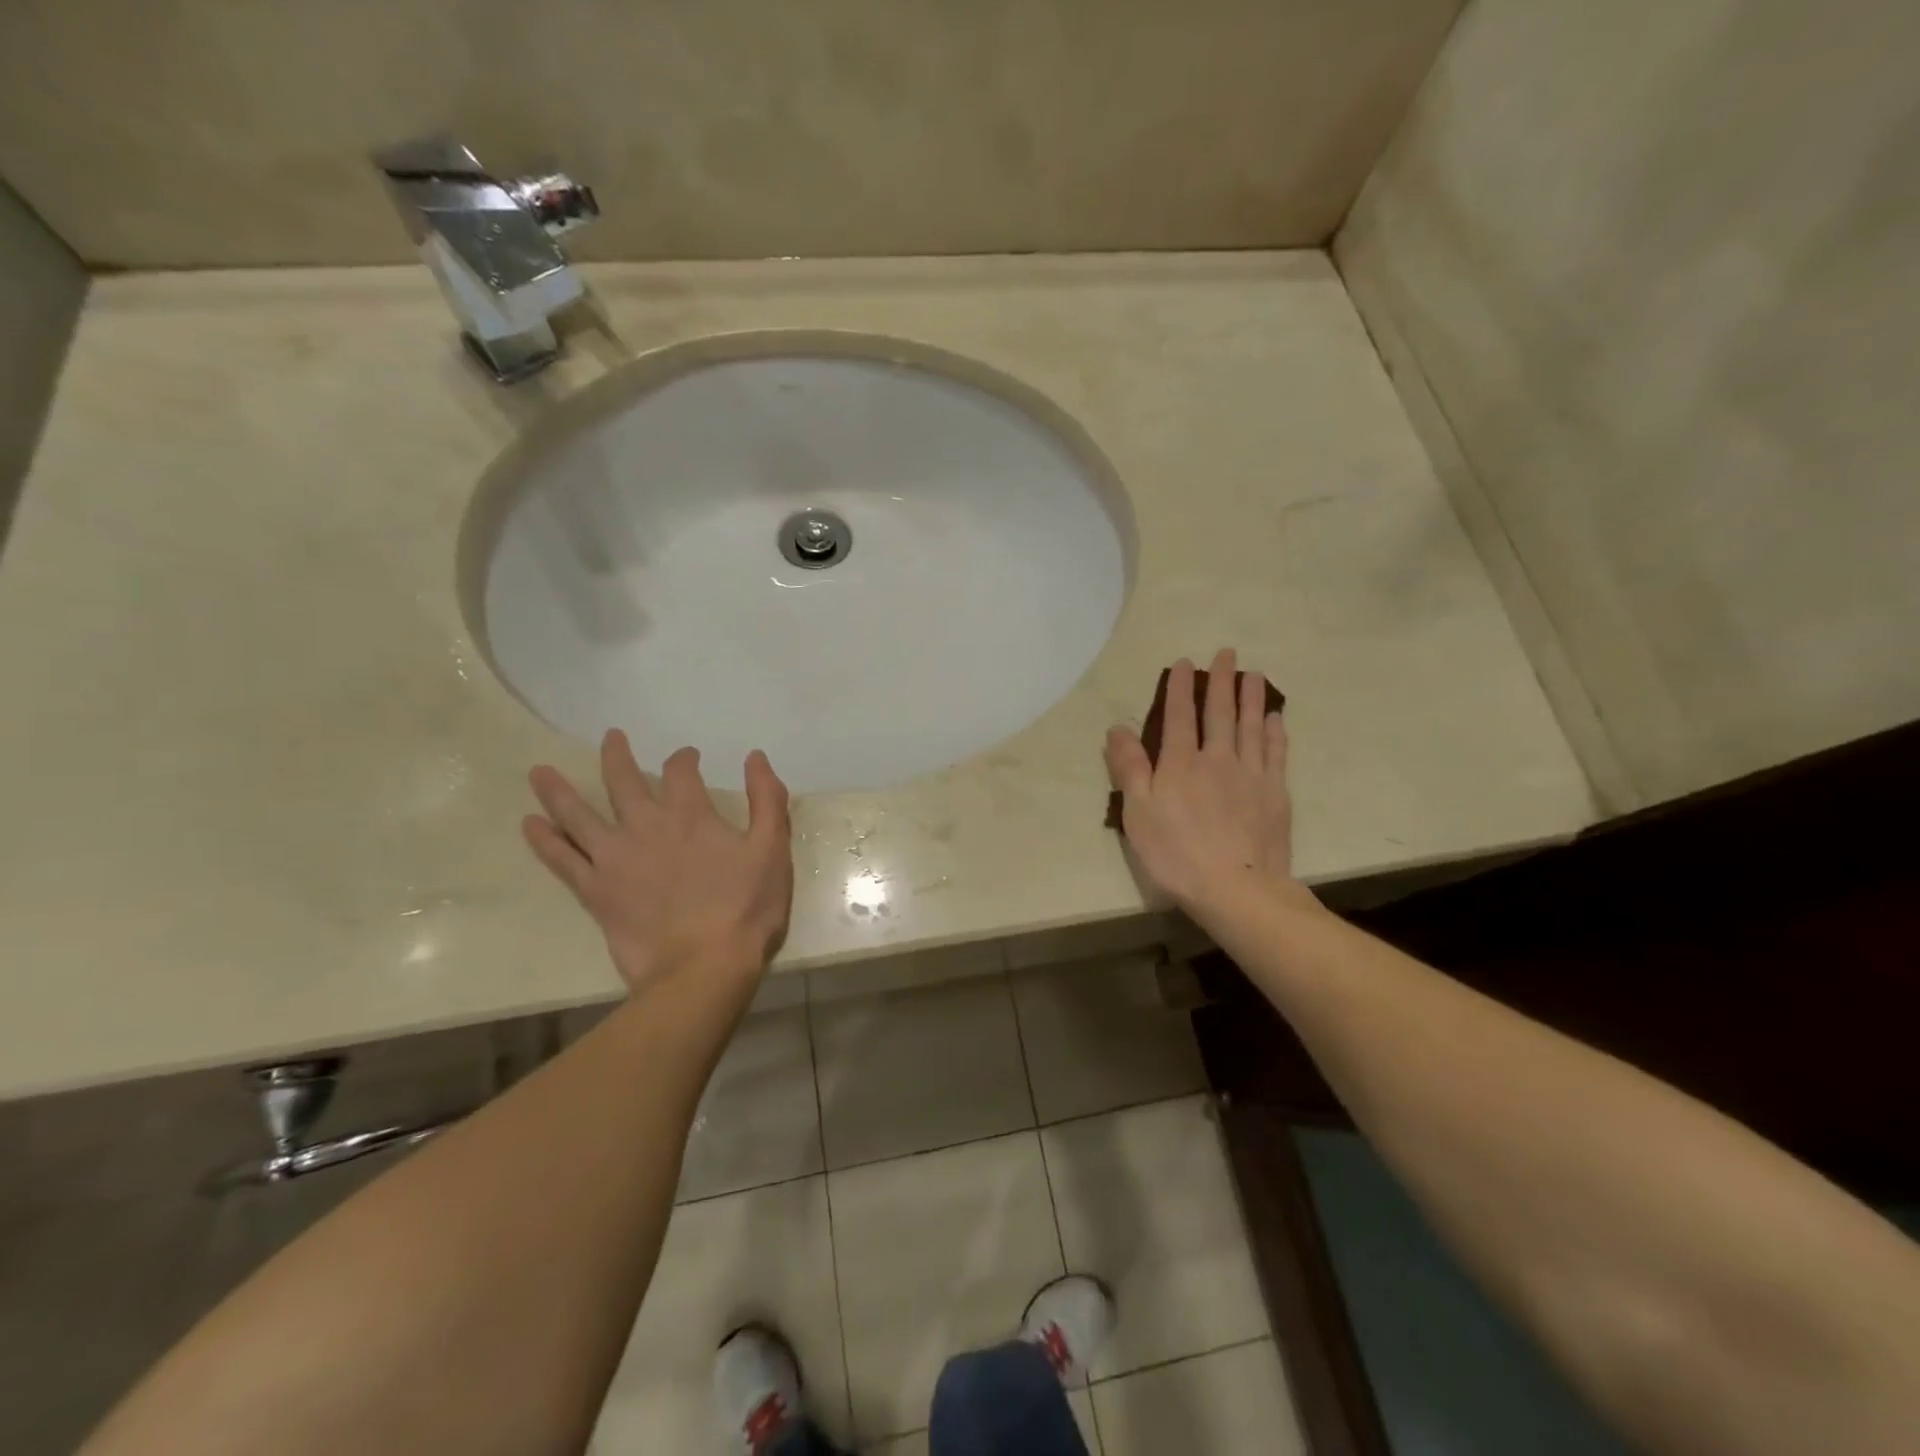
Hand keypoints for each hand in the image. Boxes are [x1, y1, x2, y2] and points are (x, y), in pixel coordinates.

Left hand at [522, 731, 793, 1000]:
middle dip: (616, 756)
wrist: (703, 967)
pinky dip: (544, 841)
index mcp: (690, 815)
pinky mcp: (595, 892)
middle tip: (611, 737)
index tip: (688, 757)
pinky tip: (529, 825)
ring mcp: (614, 859)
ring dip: (558, 791)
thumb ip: (767, 799)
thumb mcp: (772, 849)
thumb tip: (755, 758)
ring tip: (539, 772)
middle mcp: (645, 827)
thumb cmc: (746, 907)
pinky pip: (562, 861)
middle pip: (623, 781)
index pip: (681, 772)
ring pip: (578, 815)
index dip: (684, 759)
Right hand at [1104, 649, 1295, 911]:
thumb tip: (1117, 728)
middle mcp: (1217, 759)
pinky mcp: (1275, 793)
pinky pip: (1276, 752)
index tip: (1184, 662)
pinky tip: (1275, 717)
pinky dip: (1275, 731)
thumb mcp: (1137, 812)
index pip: (1179, 716)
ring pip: (1251, 726)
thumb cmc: (1176, 853)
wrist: (1236, 887)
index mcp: (1180, 763)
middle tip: (1227, 653)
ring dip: (1251, 697)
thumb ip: (1129, 767)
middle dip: (1221, 681)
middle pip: (1220, 713)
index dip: (1180, 687)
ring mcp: (1251, 774)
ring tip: (1253, 673)